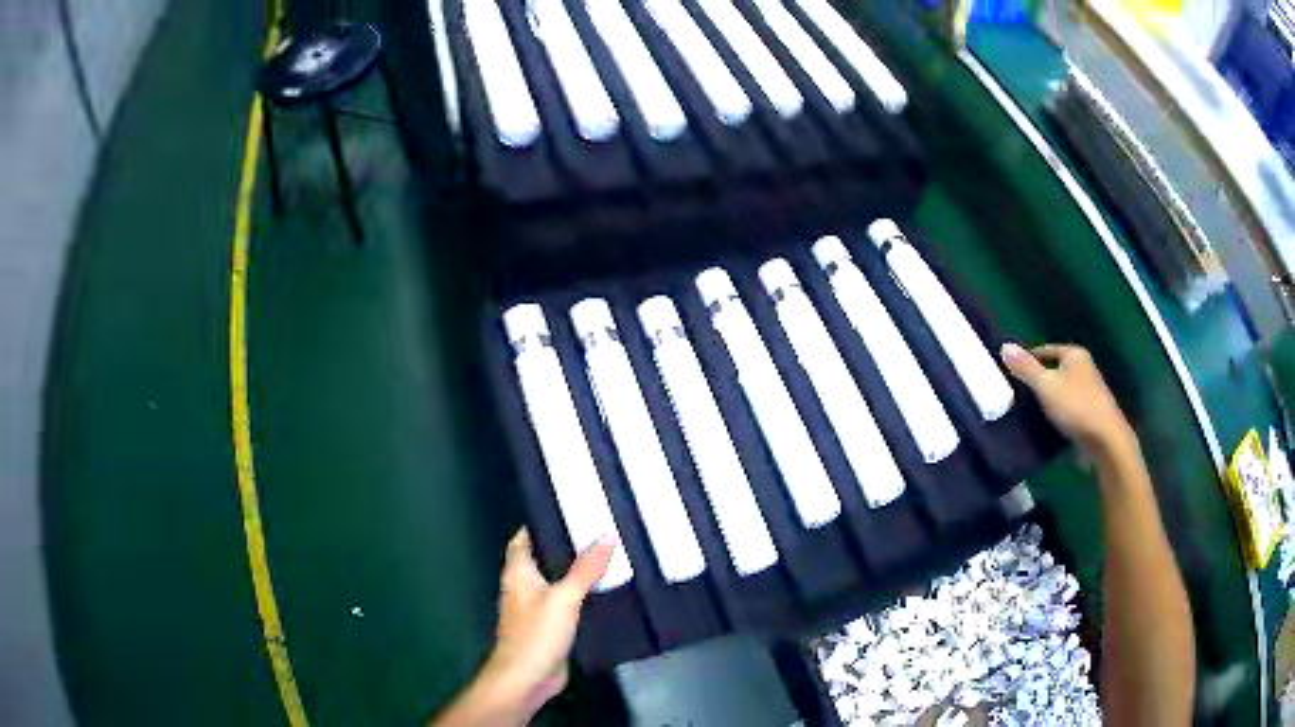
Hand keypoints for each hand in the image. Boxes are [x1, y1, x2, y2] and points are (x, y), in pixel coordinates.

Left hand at [470, 529, 615, 723]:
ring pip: (558, 582)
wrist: (527, 678)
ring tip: (609, 555)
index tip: (569, 510)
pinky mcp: (551, 627)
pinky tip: (606, 591)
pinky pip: (568, 604)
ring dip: (577, 572)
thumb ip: (586, 568)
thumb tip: (607, 534)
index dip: (542, 523)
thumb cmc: (537, 633)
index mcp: (518, 572)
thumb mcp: (564, 597)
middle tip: (599, 531)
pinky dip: (583, 596)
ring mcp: (536, 608)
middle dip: (567, 547)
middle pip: (544, 558)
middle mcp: (524, 586)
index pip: (524, 538)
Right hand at [1000, 343, 1135, 457]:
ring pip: (1063, 389)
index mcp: (1074, 354)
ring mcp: (1090, 391)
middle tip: (1020, 392)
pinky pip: (1070, 407)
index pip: (1046, 350)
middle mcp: (1085, 367)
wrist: (1105, 439)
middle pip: (1056, 369)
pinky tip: (1050, 425)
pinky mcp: (1092, 412)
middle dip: (1040, 379)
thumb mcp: (1045, 385)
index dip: (1030, 359)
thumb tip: (1004, 345)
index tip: (1014, 372)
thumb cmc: (1075, 406)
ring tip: (1031, 410)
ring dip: (1050, 398)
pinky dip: (1059, 413)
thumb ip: (1025, 368)